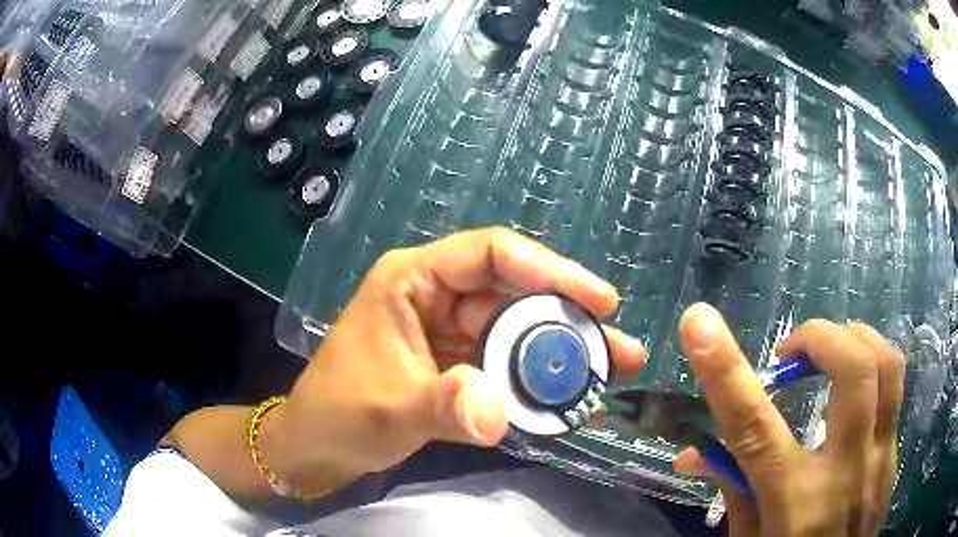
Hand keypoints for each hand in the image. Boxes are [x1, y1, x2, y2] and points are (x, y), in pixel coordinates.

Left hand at [265, 228, 645, 488]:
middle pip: (514, 296)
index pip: (490, 254)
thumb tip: (497, 414)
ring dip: (559, 354)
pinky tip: (567, 393)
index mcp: (412, 280)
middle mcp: (435, 295)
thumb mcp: (389, 409)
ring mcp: (448, 331)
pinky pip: (504, 363)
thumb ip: (443, 407)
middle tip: (619, 349)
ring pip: (515, 332)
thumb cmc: (337, 413)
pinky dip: (534, 379)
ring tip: (609, 372)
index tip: (600, 299)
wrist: (316, 445)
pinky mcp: (454, 363)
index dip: (549, 269)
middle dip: (569, 322)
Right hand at [673, 304, 904, 535]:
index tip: (697, 322)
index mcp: (793, 502)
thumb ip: (733, 490)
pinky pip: (893, 392)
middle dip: (820, 338)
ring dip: (854, 341)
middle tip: (791, 354)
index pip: (754, 427)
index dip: (725, 370)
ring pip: (886, 365)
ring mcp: (880, 459)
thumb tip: (693, 452)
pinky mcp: (893, 457)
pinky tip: (852, 393)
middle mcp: (845, 472)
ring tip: (828, 354)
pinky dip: (871, 372)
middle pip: (853, 369)